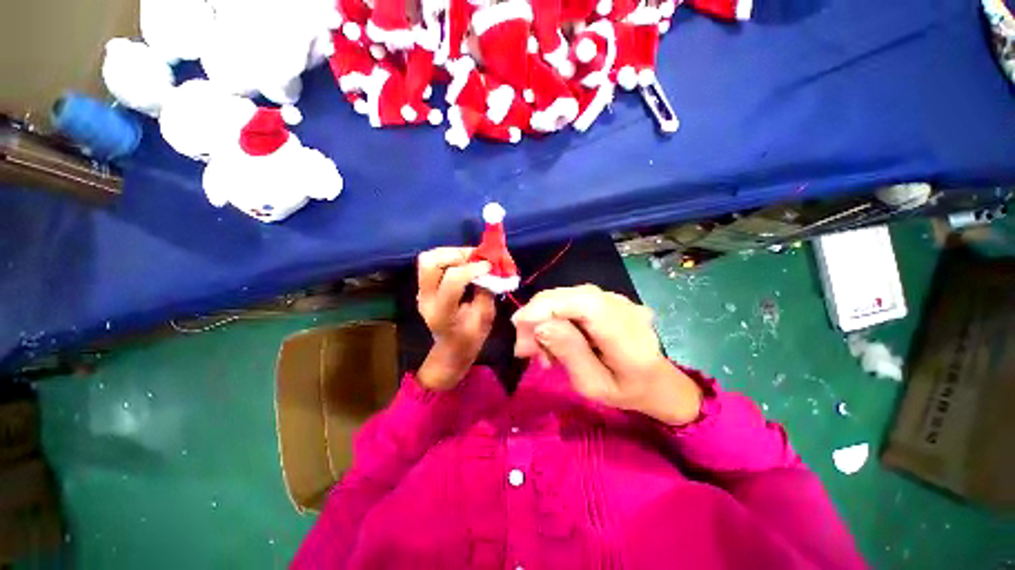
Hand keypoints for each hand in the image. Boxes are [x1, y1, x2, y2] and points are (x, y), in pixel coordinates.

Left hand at [415, 247, 495, 390]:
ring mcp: (421, 292)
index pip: (453, 280)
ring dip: (451, 253)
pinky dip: (448, 257)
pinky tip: (463, 263)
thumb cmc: (471, 338)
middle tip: (476, 258)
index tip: (489, 266)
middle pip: (431, 263)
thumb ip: (486, 291)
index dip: (473, 268)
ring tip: (470, 259)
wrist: (451, 349)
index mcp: (442, 312)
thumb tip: (489, 268)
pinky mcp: (424, 287)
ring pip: (428, 259)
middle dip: (457, 255)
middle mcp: (426, 299)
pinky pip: (431, 263)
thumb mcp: (485, 317)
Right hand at [512, 285, 702, 425]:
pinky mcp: (608, 298)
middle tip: (524, 347)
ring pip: (567, 296)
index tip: (519, 323)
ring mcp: (617, 299)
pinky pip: (573, 300)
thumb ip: (569, 352)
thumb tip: (540, 324)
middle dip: (538, 315)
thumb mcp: (592, 384)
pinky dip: (555, 315)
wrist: (656, 380)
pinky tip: (553, 337)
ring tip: (538, 349)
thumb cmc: (626, 391)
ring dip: (544, 317)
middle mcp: (624, 308)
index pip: (586, 304)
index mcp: (628, 338)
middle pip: (571, 296)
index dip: (548, 306)